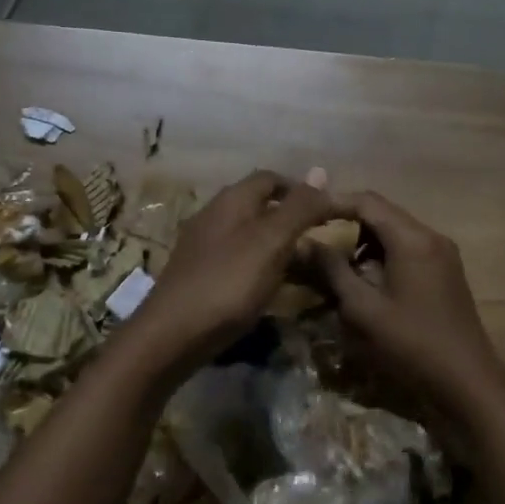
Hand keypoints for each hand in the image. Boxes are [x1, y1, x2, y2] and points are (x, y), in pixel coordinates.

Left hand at [122, 170, 337, 377]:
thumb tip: (321, 169)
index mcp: (232, 200)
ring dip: (279, 245)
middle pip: (260, 206)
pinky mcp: (200, 276)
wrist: (173, 333)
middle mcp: (214, 216)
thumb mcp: (271, 242)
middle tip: (322, 239)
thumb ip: (298, 208)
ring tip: (306, 267)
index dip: (303, 189)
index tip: (331, 209)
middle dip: (292, 218)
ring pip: (250, 236)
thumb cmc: (228, 283)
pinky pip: (239, 261)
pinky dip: (262, 267)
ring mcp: (204, 247)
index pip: (272, 178)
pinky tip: (272, 287)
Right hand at [312, 191, 504, 418]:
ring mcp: (444, 255)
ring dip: (366, 245)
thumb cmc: (410, 343)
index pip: (367, 201)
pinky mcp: (447, 274)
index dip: (333, 204)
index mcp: (412, 239)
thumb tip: (306, 243)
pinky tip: (370, 285)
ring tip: (340, 271)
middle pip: (383, 214)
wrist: (466, 379)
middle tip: (319, 247)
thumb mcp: (363, 309)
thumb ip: (333, 271)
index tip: (306, 218)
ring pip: (396, 234)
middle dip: (348, 226)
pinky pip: (410, 251)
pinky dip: (385, 258)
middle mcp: (432, 237)